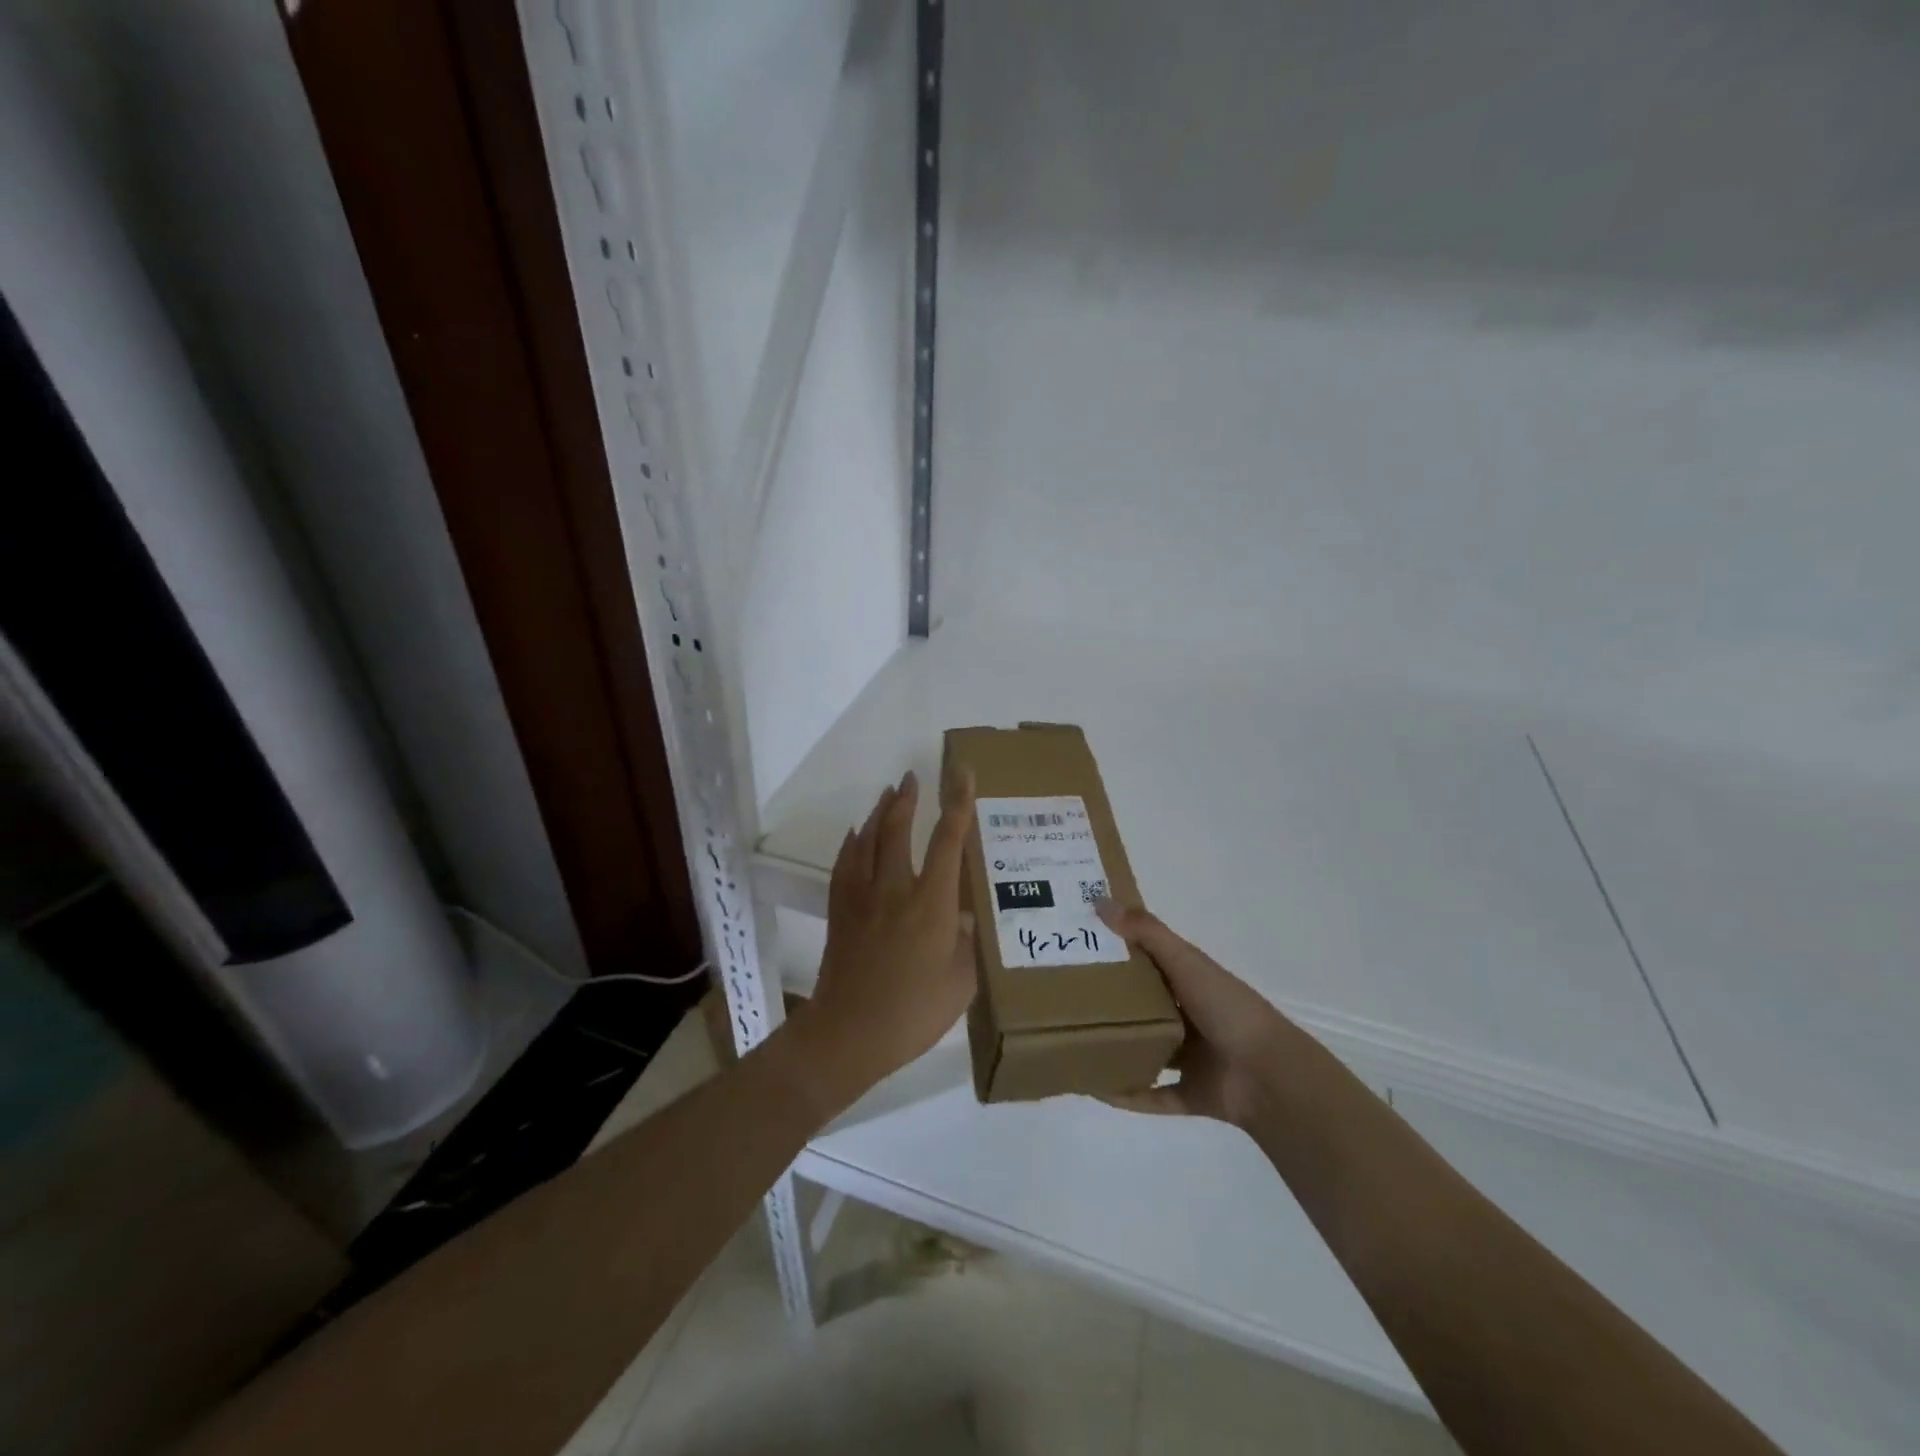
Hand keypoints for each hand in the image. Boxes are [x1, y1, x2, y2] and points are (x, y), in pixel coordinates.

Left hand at [795, 768, 976, 1101]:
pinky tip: (855, 836)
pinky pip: (844, 865)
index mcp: (931, 903)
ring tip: (887, 795)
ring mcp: (862, 898)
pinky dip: (851, 844)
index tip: (961, 773)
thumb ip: (966, 942)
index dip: (957, 804)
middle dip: (907, 799)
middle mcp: (895, 889)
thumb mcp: (961, 981)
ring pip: (867, 841)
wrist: (850, 1033)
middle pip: (898, 830)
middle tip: (912, 778)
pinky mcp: (840, 911)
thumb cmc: (914, 1012)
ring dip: (879, 813)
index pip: (948, 841)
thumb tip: (962, 916)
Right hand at [1093, 902, 1292, 1127]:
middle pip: (1141, 1007)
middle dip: (1108, 1003)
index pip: (1147, 962)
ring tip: (1072, 1042)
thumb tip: (1099, 901)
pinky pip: (1150, 1095)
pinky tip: (1095, 1088)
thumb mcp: (1186, 961)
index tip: (1078, 946)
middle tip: (1064, 996)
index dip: (1115, 952)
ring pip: (1144, 1051)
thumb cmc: (1227, 1008)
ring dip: (1116, 1049)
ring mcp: (1190, 1058)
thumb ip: (1146, 932)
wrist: (1268, 1075)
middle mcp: (1189, 1016)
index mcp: (1190, 981)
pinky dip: (1126, 1094)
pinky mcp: (1190, 1094)